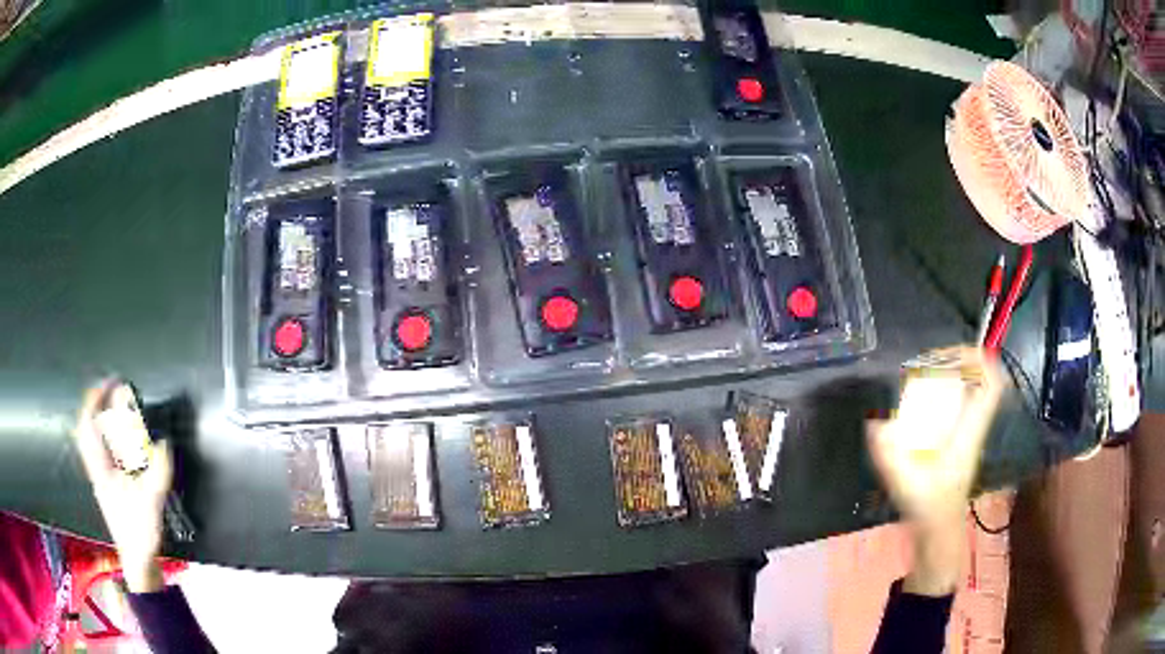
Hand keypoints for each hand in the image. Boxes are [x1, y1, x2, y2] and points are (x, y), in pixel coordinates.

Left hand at [75, 381, 172, 591]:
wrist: (137, 563)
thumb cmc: (139, 532)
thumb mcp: (150, 502)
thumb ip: (157, 471)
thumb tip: (164, 443)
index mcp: (101, 468)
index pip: (88, 425)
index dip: (95, 399)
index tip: (109, 381)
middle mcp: (97, 469)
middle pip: (88, 429)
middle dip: (97, 405)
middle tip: (112, 390)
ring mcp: (102, 478)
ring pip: (94, 441)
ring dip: (102, 421)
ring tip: (115, 409)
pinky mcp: (109, 487)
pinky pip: (103, 454)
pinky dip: (108, 440)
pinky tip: (120, 442)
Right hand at [866, 347, 1002, 594]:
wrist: (938, 534)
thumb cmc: (929, 509)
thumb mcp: (907, 482)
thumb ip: (890, 455)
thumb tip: (875, 424)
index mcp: (970, 430)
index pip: (991, 383)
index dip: (976, 359)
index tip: (948, 355)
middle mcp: (973, 425)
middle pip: (982, 379)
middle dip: (959, 362)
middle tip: (929, 363)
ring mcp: (968, 432)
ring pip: (973, 390)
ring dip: (952, 376)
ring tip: (923, 376)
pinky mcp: (958, 440)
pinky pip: (960, 404)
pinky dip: (945, 394)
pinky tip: (920, 403)